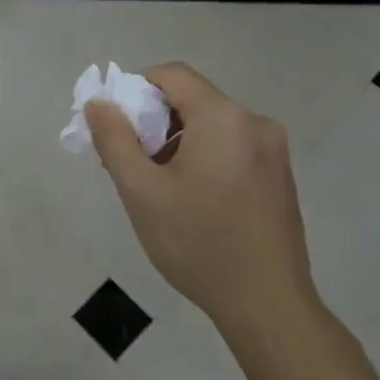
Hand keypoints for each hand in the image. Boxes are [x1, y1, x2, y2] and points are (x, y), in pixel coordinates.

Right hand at [85, 63, 316, 336]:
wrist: (268, 304)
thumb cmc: (197, 243)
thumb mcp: (141, 191)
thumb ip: (114, 139)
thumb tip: (99, 102)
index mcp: (222, 117)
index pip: (172, 74)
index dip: (136, 88)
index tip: (116, 125)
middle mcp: (254, 122)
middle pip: (192, 99)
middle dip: (153, 121)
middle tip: (130, 162)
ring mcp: (273, 150)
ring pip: (212, 126)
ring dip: (177, 142)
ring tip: (157, 187)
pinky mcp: (280, 176)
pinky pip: (232, 147)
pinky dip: (204, 157)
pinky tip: (191, 199)